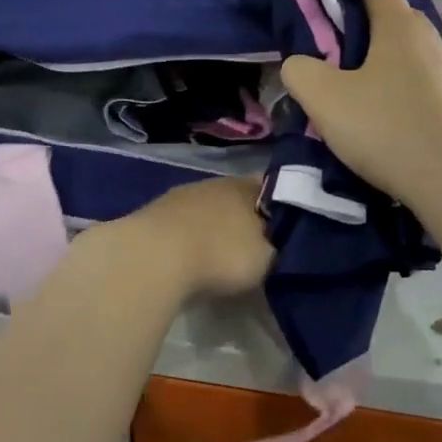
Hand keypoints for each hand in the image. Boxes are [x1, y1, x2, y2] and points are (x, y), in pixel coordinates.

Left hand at [118, 177, 272, 299]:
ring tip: (219, 255)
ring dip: (213, 227)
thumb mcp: (266, 258)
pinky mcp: (154, 213)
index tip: (288, 230)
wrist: (155, 257)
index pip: (272, 188)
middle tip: (254, 246)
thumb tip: (279, 243)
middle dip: (245, 219)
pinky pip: (182, 224)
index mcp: (246, 186)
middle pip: (237, 198)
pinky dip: (188, 238)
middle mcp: (214, 183)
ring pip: (207, 209)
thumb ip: (278, 247)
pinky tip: (189, 257)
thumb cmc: (221, 254)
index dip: (282, 208)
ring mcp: (180, 196)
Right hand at [281, 0, 441, 216]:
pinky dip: (397, 80)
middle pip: (393, 14)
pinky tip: (381, 108)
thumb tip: (300, 64)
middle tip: (330, 30)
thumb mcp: (323, 97)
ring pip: (407, 49)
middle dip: (362, 15)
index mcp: (398, 25)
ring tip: (352, 73)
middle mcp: (429, 39)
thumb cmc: (385, 127)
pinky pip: (419, 79)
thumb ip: (300, 70)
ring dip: (381, 52)